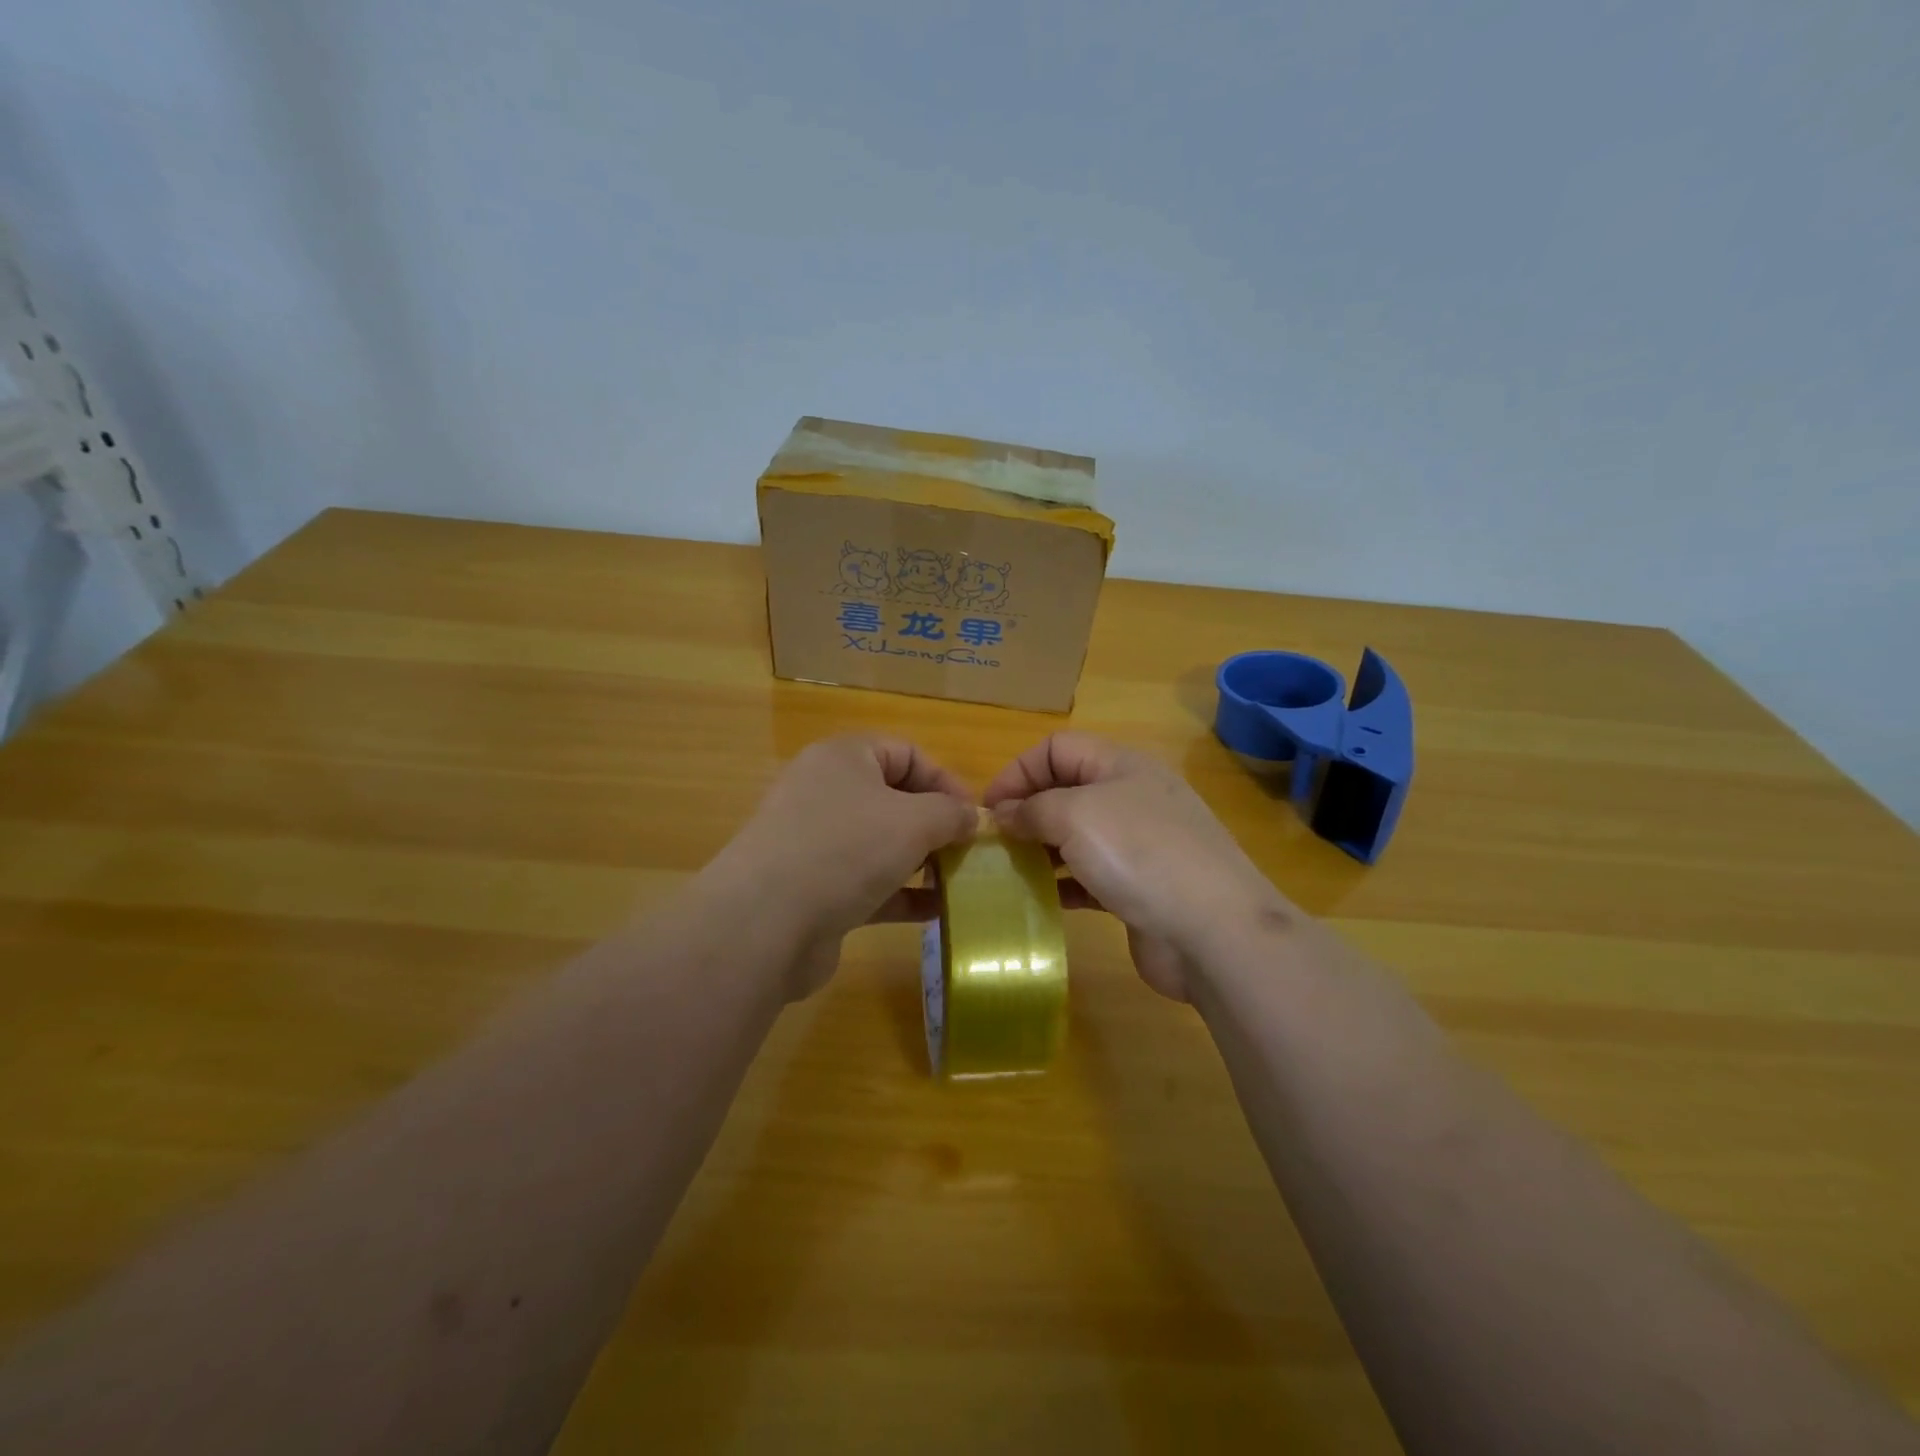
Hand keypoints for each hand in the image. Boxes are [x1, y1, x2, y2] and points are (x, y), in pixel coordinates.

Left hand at [713, 734, 976, 998]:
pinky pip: (867, 883)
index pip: (905, 753)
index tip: (974, 816)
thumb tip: (970, 817)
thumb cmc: (846, 849)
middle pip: (893, 799)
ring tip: (957, 882)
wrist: (766, 923)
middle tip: (968, 852)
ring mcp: (815, 843)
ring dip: (921, 862)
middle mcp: (825, 793)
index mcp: (843, 758)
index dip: (944, 780)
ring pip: (881, 844)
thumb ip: (951, 813)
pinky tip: (934, 912)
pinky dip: (900, 894)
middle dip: (935, 825)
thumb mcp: (914, 820)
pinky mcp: (813, 889)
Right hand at [983, 733, 1291, 1001]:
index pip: (1058, 747)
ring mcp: (1139, 845)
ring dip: (1041, 848)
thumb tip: (1004, 814)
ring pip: (1076, 835)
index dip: (1019, 770)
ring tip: (1009, 870)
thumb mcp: (1075, 816)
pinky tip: (1041, 899)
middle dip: (1027, 810)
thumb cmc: (1140, 854)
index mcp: (1121, 765)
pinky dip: (1063, 883)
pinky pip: (1090, 876)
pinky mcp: (1140, 888)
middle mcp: (1131, 797)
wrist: (1214, 931)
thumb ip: (1032, 809)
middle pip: (1066, 790)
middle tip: (994, 843)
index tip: (988, 809)